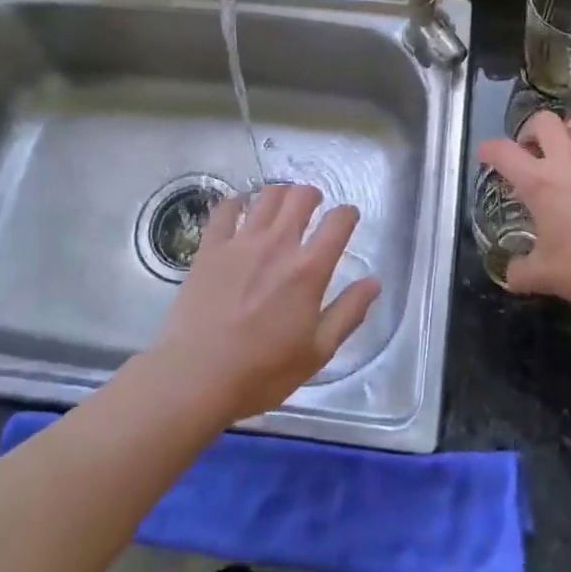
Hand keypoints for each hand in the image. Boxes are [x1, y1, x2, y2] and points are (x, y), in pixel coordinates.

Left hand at [152, 183, 379, 424]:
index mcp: (309, 270)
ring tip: (281, 206)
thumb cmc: (262, 370)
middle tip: (313, 207)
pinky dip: (237, 202)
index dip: (348, 214)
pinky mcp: (210, 247)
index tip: (348, 218)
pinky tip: (240, 208)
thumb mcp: (317, 351)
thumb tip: (374, 282)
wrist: (196, 376)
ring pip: (266, 196)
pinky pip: (225, 209)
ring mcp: (241, 242)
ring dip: (280, 195)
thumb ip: (348, 313)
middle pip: (301, 197)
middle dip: (312, 195)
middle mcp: (278, 244)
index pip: (338, 223)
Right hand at [479, 111, 570, 311]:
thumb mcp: (548, 276)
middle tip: (533, 153)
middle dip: (532, 132)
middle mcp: (568, 159)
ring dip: (568, 135)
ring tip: (569, 156)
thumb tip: (510, 274)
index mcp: (540, 182)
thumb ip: (521, 272)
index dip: (489, 150)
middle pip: (543, 121)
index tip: (487, 156)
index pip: (503, 151)